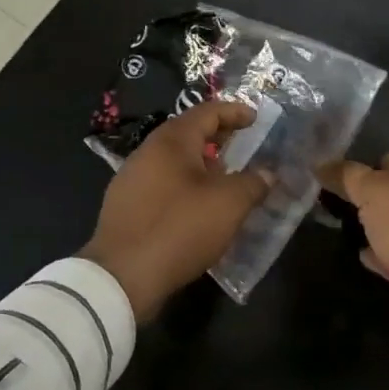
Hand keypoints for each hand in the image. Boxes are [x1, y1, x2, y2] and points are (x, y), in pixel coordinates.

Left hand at [80, 99, 271, 321]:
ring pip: (174, 160)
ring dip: (202, 163)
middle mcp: (147, 152)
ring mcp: (131, 180)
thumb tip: (267, 173)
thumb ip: (253, 183)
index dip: (234, 112)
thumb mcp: (228, 204)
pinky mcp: (125, 207)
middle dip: (218, 136)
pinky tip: (198, 206)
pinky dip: (185, 184)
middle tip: (243, 144)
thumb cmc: (179, 229)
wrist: (121, 278)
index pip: (207, 112)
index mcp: (171, 141)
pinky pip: (162, 183)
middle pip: (188, 133)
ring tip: (226, 177)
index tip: (256, 118)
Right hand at [317, 152, 388, 348]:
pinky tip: (360, 254)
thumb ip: (347, 175)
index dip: (367, 165)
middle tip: (336, 201)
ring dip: (374, 225)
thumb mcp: (374, 191)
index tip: (338, 178)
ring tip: (342, 225)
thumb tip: (321, 164)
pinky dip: (379, 253)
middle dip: (368, 197)